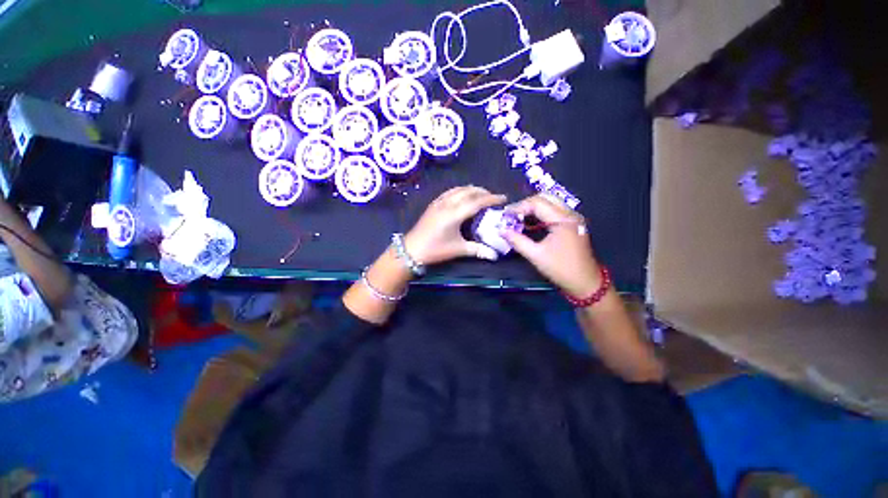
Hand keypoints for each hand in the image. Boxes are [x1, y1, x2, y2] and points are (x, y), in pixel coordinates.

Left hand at [404, 186, 506, 264]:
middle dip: (483, 192)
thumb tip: (495, 255)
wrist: (411, 249)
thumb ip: (477, 250)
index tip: (503, 198)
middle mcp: (447, 204)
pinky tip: (463, 197)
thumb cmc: (435, 249)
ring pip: (458, 189)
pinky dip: (461, 191)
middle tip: (493, 198)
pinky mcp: (433, 204)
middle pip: (469, 191)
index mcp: (455, 214)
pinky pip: (450, 192)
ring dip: (472, 190)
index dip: (492, 198)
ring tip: (481, 195)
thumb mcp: (458, 249)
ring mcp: (439, 202)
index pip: (477, 201)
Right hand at [501, 194, 601, 296]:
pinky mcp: (572, 224)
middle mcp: (570, 214)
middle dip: (526, 204)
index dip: (519, 207)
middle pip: (545, 198)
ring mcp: (572, 218)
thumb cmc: (561, 269)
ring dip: (533, 208)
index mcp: (563, 219)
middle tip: (512, 215)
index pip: (537, 203)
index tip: (505, 215)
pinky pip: (554, 211)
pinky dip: (541, 214)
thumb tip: (501, 230)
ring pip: (550, 203)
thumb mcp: (536, 255)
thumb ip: (517, 241)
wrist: (585, 283)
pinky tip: (530, 223)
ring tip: (518, 218)